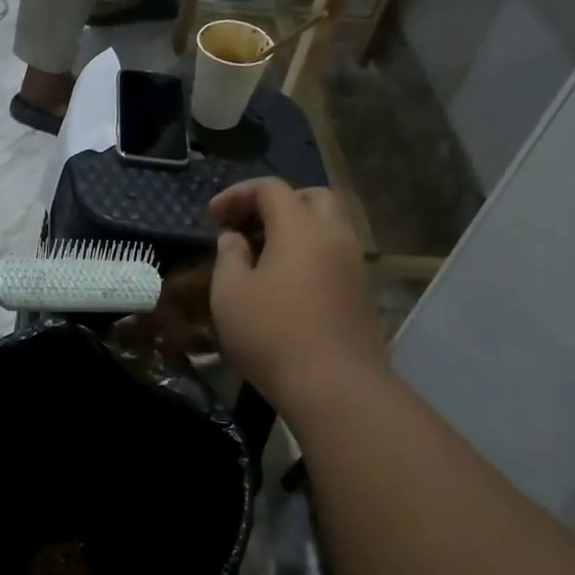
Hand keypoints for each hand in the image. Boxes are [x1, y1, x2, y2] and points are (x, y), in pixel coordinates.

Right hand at [209, 179, 387, 411]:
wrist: (334, 386)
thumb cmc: (272, 334)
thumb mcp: (230, 294)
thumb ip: (228, 256)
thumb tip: (233, 239)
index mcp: (300, 228)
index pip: (271, 188)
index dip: (238, 194)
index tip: (213, 216)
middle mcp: (334, 236)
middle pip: (310, 198)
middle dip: (275, 203)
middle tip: (246, 226)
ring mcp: (354, 264)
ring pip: (327, 226)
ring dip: (295, 229)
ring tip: (262, 255)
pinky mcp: (361, 291)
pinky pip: (334, 254)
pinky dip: (309, 253)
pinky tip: (286, 282)